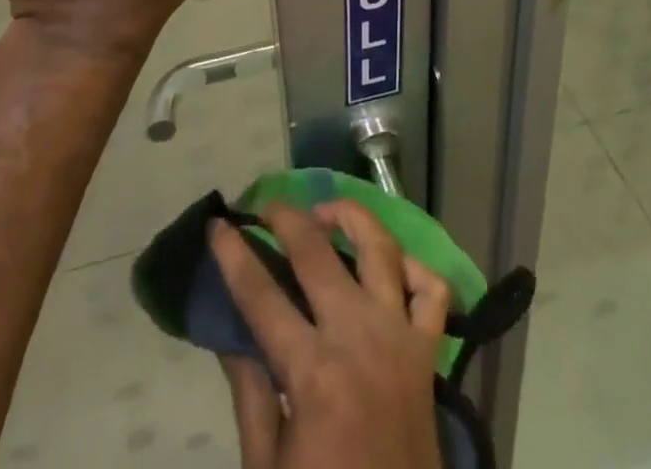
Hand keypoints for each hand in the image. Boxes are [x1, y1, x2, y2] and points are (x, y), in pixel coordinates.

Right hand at [212, 200, 448, 468]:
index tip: (219, 224)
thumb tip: (230, 331)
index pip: (261, 295)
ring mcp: (400, 338)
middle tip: (267, 207)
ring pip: (381, 249)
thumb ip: (251, 392)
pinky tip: (389, 263)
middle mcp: (358, 339)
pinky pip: (431, 290)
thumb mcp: (267, 464)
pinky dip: (413, 267)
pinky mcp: (429, 352)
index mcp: (313, 373)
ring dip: (351, 219)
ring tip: (325, 213)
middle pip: (318, 253)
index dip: (234, 255)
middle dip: (287, 218)